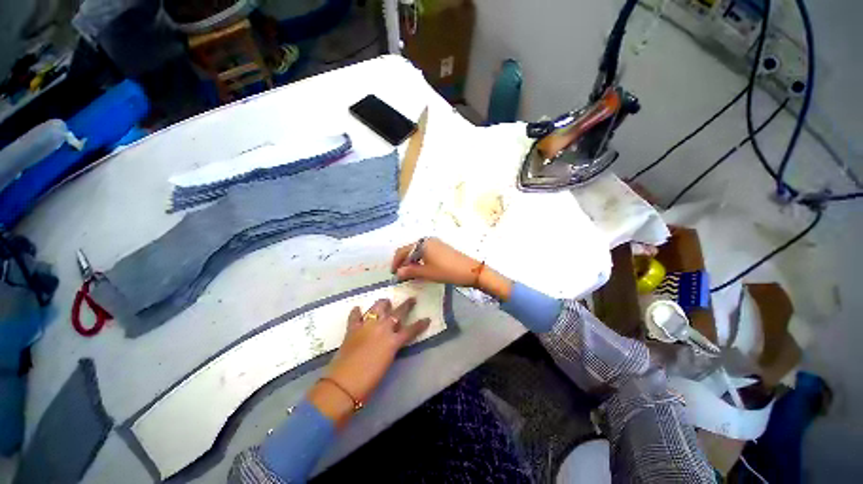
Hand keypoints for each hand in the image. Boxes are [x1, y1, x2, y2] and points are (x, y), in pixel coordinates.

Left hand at [308, 298, 429, 426]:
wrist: (344, 384)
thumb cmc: (369, 380)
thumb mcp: (387, 362)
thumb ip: (392, 347)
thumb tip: (393, 340)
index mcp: (393, 340)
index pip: (411, 329)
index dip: (420, 324)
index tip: (427, 319)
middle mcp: (382, 329)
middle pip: (397, 313)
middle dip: (406, 305)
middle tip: (411, 299)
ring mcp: (367, 326)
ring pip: (377, 308)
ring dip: (382, 304)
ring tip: (385, 302)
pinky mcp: (352, 329)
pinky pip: (355, 316)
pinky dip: (356, 312)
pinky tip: (357, 308)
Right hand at [391, 237, 512, 299]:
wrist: (471, 270)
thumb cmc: (447, 271)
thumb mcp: (427, 273)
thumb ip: (410, 271)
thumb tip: (397, 273)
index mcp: (422, 243)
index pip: (403, 251)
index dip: (396, 262)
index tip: (393, 274)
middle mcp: (427, 240)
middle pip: (410, 250)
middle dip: (404, 262)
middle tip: (400, 275)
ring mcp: (435, 243)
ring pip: (417, 252)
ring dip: (412, 262)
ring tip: (409, 274)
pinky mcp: (441, 248)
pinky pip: (425, 253)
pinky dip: (420, 261)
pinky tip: (420, 270)